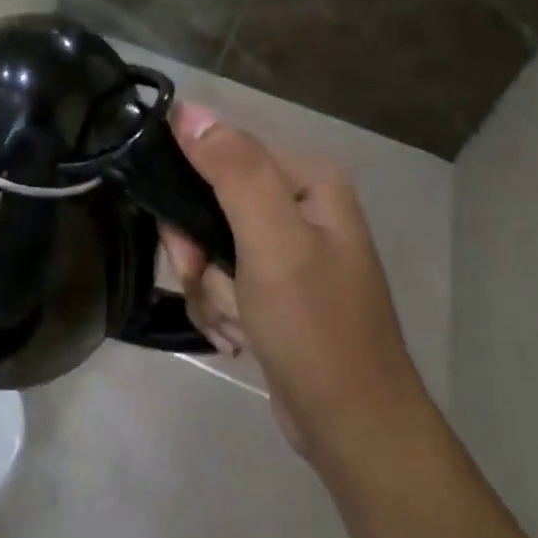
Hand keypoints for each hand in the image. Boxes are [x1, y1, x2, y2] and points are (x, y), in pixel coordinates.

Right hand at [159, 103, 423, 466]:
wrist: (351, 427)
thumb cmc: (315, 328)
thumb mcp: (273, 242)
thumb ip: (234, 171)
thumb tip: (187, 110)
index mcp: (306, 181)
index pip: (220, 154)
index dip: (189, 195)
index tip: (185, 244)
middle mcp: (298, 205)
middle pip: (209, 203)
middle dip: (199, 254)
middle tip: (210, 285)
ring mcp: (286, 249)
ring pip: (207, 245)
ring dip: (208, 288)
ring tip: (235, 323)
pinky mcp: (273, 286)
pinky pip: (220, 278)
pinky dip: (219, 307)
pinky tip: (239, 336)